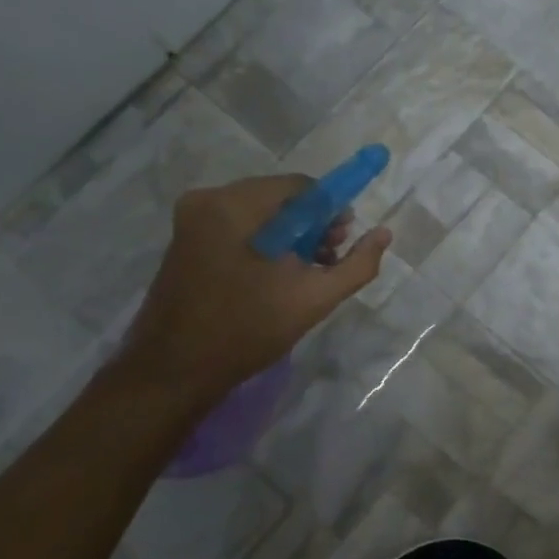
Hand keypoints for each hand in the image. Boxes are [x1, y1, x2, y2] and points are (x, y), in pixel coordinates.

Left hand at [119, 175, 391, 399]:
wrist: (173, 371)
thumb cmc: (247, 330)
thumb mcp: (314, 298)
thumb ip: (357, 264)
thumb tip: (384, 233)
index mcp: (235, 206)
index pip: (301, 187)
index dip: (331, 210)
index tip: (345, 240)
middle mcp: (208, 200)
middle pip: (279, 198)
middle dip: (311, 225)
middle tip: (329, 260)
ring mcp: (192, 220)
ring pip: (260, 214)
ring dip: (290, 237)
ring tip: (306, 272)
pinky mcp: (185, 240)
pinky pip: (239, 228)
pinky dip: (265, 244)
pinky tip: (277, 276)